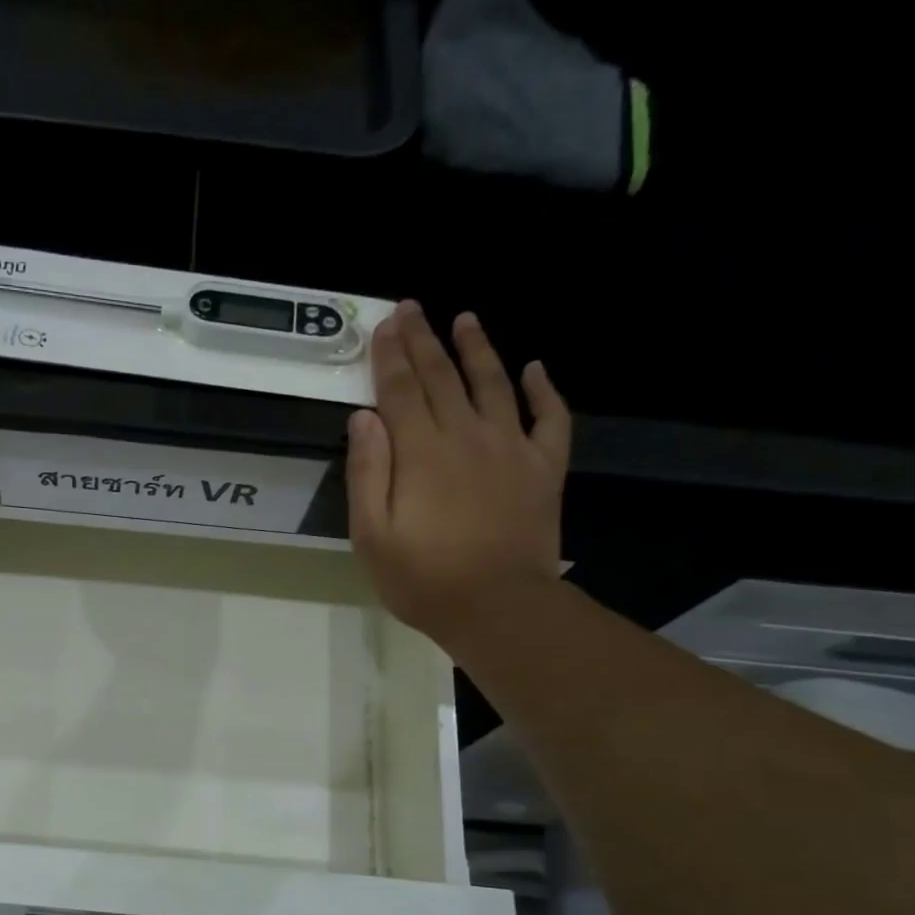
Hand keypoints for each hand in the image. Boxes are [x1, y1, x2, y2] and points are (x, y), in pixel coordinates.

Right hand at [346, 303, 571, 640]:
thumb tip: (364, 417)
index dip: (390, 355)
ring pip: (494, 384)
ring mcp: (511, 448)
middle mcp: (467, 435)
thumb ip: (367, 472)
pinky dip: (545, 390)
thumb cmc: (423, 578)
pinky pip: (550, 418)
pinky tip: (536, 369)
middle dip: (423, 339)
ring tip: (466, 319)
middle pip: (442, 377)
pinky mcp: (543, 468)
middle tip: (411, 306)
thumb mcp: (372, 535)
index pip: (401, 389)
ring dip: (478, 349)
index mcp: (422, 452)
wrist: (497, 607)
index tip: (383, 324)